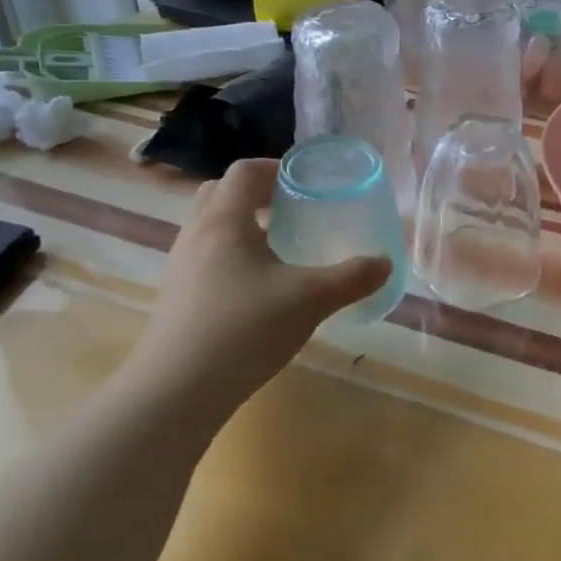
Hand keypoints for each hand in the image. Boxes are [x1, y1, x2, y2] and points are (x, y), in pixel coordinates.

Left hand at [122, 159, 390, 421]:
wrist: (175, 393)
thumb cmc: (244, 330)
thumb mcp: (309, 300)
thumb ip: (351, 278)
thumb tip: (385, 263)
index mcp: (224, 220)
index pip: (245, 171)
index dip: (277, 168)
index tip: (307, 183)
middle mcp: (196, 234)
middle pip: (222, 193)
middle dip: (259, 194)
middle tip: (294, 211)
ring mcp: (180, 266)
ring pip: (212, 227)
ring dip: (245, 226)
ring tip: (280, 249)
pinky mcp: (176, 296)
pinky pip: (206, 256)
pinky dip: (232, 256)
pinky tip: (258, 289)